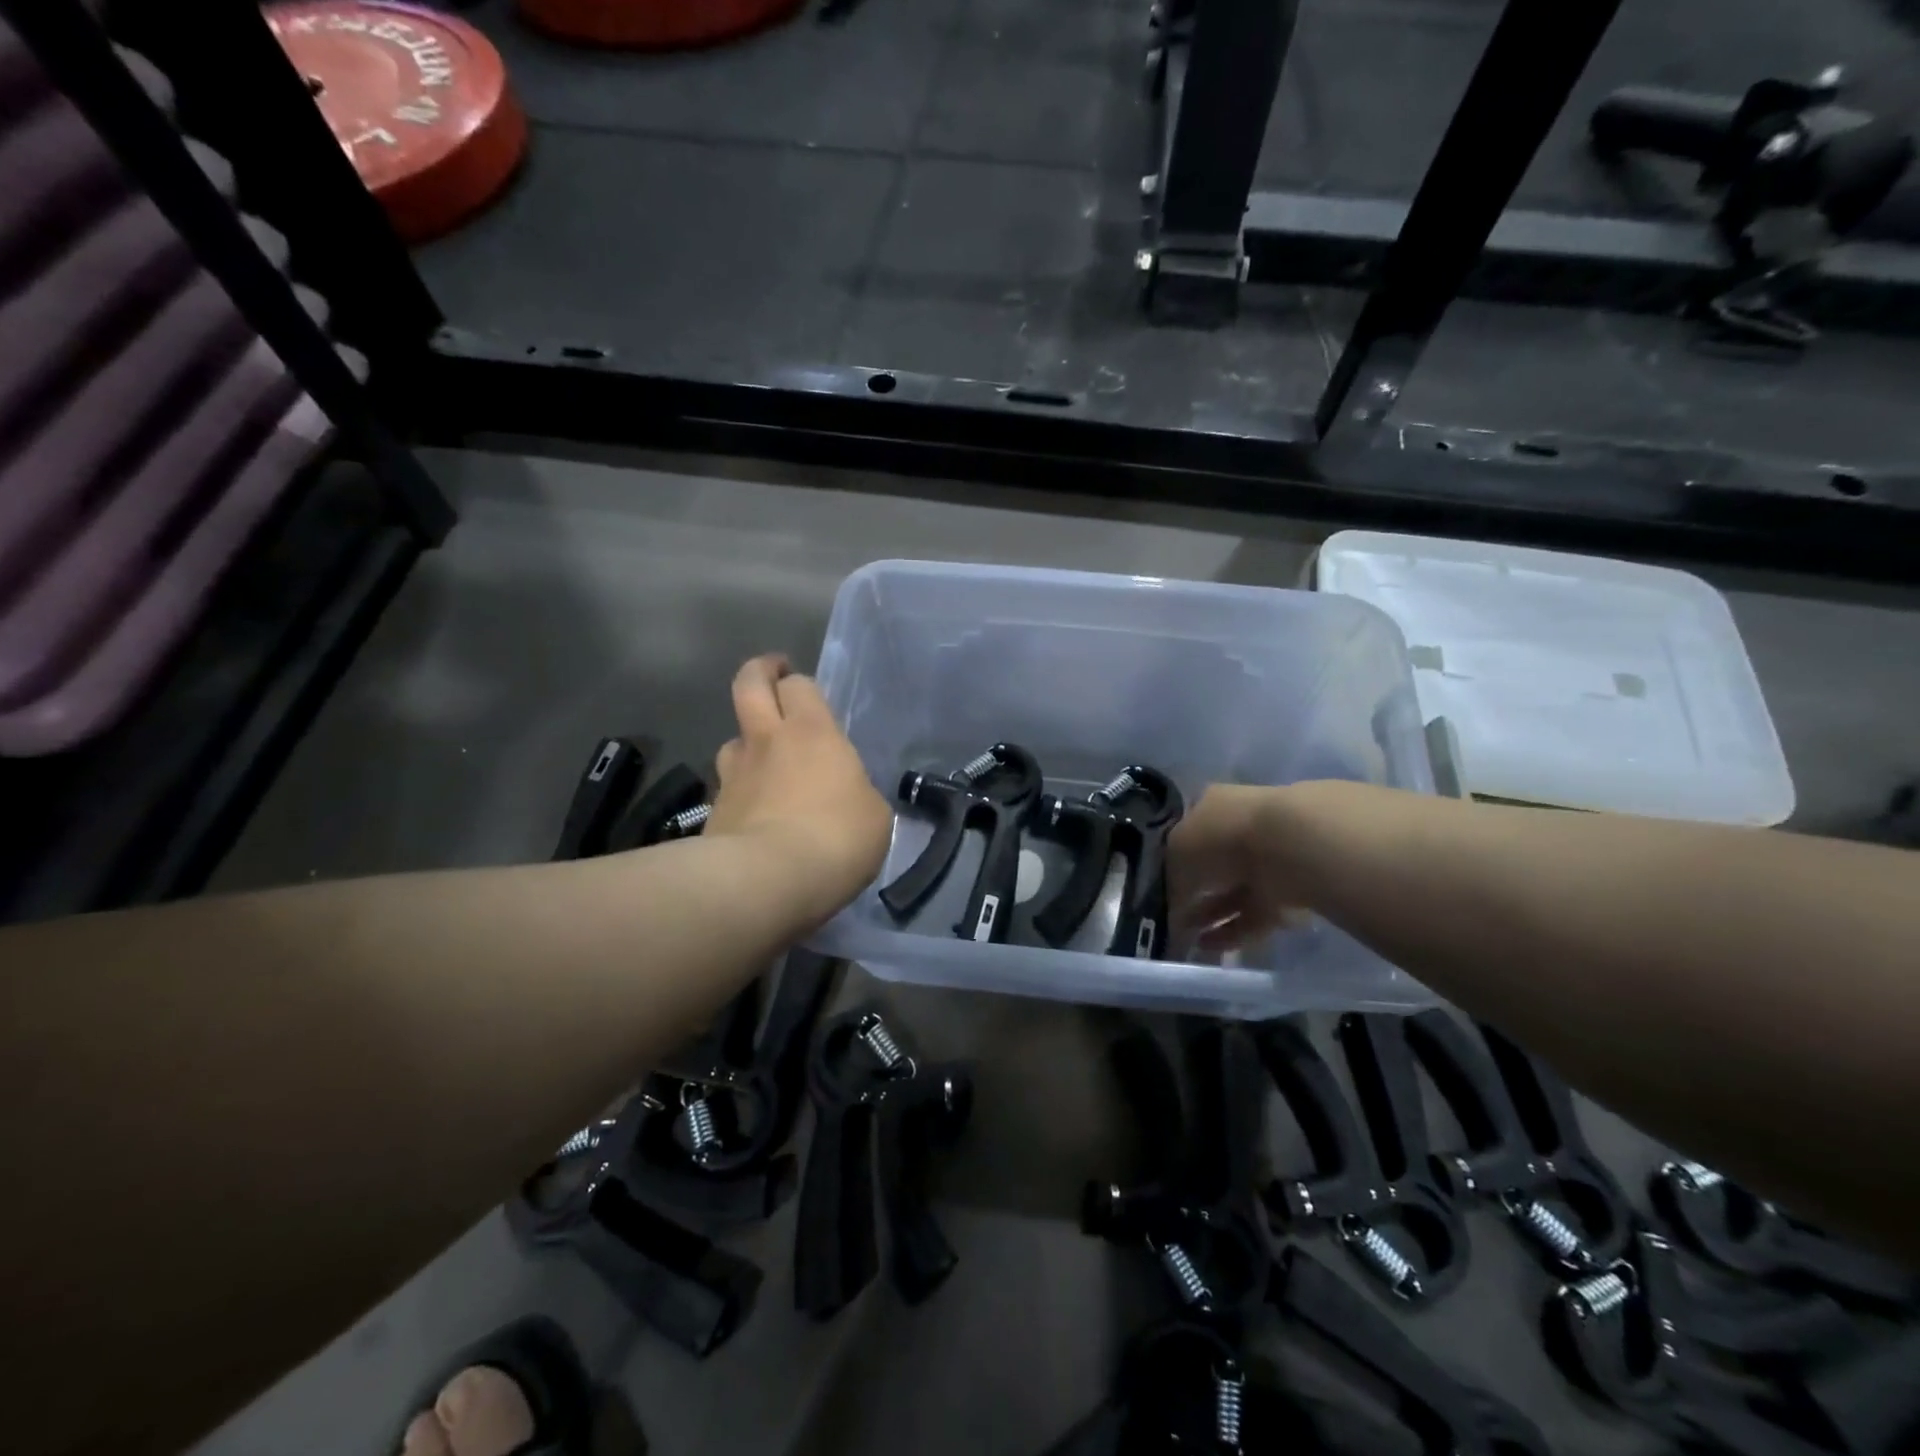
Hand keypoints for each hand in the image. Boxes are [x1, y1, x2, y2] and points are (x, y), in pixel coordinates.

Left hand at [705, 654, 892, 926]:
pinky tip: (754, 815)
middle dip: (759, 673)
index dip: (800, 684)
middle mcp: (767, 742)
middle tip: (771, 677)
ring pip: (732, 740)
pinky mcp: (713, 812)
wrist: (765, 882)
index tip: (804, 691)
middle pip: (749, 686)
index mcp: (812, 733)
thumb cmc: (835, 838)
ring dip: (747, 742)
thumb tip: (848, 796)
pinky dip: (740, 793)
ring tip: (763, 760)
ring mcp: (733, 776)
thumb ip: (858, 794)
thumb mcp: (874, 816)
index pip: (799, 686)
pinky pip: (727, 790)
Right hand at [1169, 784, 1311, 957]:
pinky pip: (1254, 913)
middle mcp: (1240, 827)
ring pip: (1233, 891)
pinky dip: (1233, 930)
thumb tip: (1172, 897)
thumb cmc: (1222, 834)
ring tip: (1187, 939)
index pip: (1188, 832)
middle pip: (1213, 864)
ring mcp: (1268, 859)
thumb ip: (1171, 875)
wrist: (1289, 846)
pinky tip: (1210, 946)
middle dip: (1193, 892)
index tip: (1161, 886)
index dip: (1173, 860)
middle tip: (1172, 917)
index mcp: (1212, 805)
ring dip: (1210, 914)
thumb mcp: (1177, 850)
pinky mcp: (1289, 891)